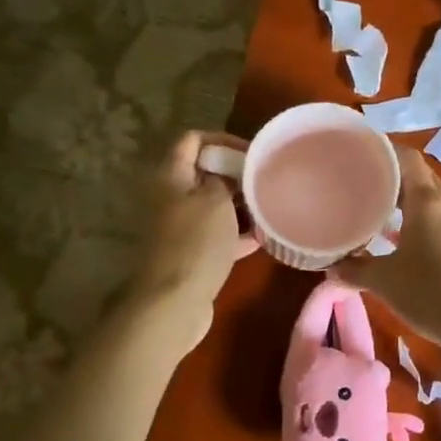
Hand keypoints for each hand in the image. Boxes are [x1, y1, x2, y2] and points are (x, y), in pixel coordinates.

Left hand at [127, 131, 257, 352]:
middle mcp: (171, 197)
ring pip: (213, 205)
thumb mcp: (216, 200)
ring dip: (239, 204)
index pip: (193, 140)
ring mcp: (180, 227)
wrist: (175, 301)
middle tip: (266, 179)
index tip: (251, 152)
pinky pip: (217, 234)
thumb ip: (225, 178)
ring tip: (270, 205)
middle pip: (204, 173)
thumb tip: (229, 174)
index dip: (222, 140)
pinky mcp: (190, 253)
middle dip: (235, 173)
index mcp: (171, 175)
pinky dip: (237, 233)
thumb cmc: (196, 242)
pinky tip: (264, 237)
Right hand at [333, 149, 440, 350]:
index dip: (384, 149)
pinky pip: (435, 218)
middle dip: (391, 172)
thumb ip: (355, 269)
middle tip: (360, 177)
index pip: (407, 158)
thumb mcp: (385, 281)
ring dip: (404, 197)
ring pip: (428, 198)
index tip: (359, 151)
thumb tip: (330, 266)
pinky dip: (415, 218)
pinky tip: (395, 237)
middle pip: (419, 175)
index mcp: (427, 201)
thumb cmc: (431, 292)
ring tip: (373, 204)